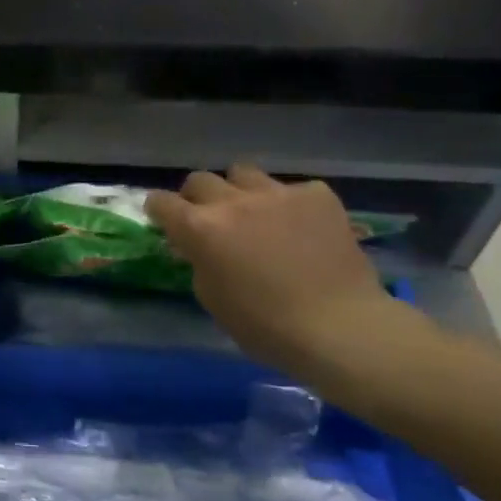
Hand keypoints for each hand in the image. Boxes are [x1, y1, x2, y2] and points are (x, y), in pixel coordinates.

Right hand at [145, 165, 402, 368]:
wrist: (340, 327)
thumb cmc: (265, 326)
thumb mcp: (212, 299)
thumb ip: (199, 262)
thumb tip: (199, 247)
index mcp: (200, 228)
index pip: (161, 202)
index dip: (159, 211)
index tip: (165, 220)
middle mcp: (233, 200)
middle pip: (200, 180)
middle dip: (197, 197)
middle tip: (210, 219)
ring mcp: (277, 192)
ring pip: (243, 173)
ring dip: (240, 191)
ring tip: (256, 213)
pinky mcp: (316, 195)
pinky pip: (292, 189)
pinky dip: (290, 205)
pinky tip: (303, 228)